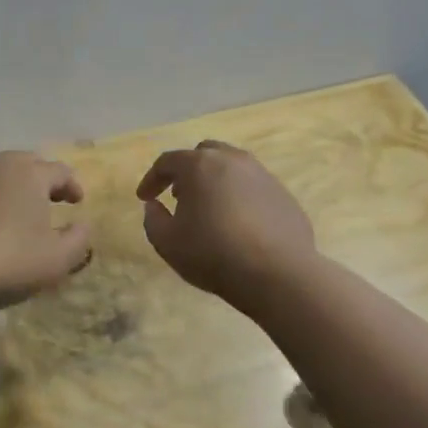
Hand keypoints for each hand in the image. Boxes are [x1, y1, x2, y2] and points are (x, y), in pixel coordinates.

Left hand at [0, 152, 91, 313]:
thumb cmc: (6, 259)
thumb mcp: (55, 259)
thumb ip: (78, 240)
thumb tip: (83, 226)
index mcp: (28, 173)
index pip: (59, 171)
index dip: (71, 185)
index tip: (77, 201)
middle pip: (22, 165)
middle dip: (37, 180)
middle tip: (45, 200)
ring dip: (2, 191)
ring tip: (7, 213)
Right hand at [137, 141, 317, 311]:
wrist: (278, 274)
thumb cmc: (213, 254)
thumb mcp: (167, 242)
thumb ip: (152, 219)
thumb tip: (154, 205)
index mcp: (200, 165)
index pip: (167, 161)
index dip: (151, 178)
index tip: (144, 197)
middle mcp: (232, 160)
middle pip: (203, 154)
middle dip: (186, 171)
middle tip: (178, 196)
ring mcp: (262, 174)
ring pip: (231, 167)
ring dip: (214, 181)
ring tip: (209, 208)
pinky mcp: (283, 194)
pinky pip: (253, 186)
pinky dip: (238, 196)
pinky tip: (237, 222)